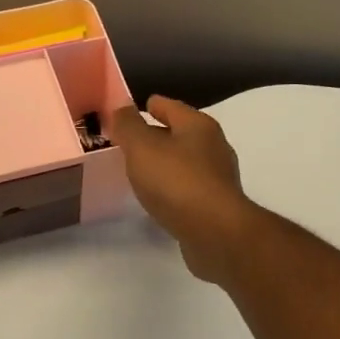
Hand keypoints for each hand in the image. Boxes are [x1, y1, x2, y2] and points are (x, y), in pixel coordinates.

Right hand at [109, 96, 261, 282]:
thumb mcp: (142, 148)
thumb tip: (121, 108)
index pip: (171, 106)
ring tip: (140, 171)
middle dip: (156, 136)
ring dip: (164, 164)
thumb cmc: (177, 182)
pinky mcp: (216, 205)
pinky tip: (158, 198)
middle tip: (128, 143)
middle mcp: (213, 147)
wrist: (215, 233)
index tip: (131, 110)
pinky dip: (172, 188)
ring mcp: (218, 178)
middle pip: (180, 134)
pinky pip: (188, 188)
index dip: (151, 106)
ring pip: (185, 162)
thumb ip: (129, 126)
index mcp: (198, 126)